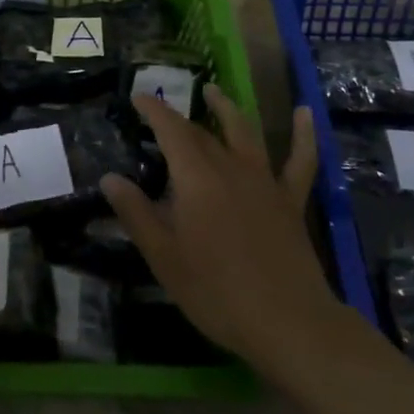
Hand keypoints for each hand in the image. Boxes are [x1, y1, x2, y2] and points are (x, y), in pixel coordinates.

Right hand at [101, 87, 330, 372]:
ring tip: (213, 90)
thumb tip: (109, 178)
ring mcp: (264, 180)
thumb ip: (136, 214)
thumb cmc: (217, 292)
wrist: (289, 323)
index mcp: (196, 177)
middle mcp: (229, 166)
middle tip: (162, 112)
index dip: (153, 109)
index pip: (170, 129)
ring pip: (244, 132)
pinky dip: (303, 134)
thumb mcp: (164, 258)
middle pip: (201, 132)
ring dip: (227, 108)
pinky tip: (304, 112)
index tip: (138, 97)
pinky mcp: (290, 200)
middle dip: (179, 118)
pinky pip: (300, 160)